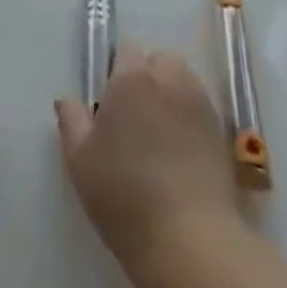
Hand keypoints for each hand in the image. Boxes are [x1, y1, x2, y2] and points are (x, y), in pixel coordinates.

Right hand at [55, 42, 243, 275]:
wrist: (189, 238)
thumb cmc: (123, 194)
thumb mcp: (80, 161)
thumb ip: (72, 121)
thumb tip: (66, 99)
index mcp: (131, 77)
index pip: (127, 49)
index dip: (117, 69)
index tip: (110, 101)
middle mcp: (168, 78)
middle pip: (159, 59)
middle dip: (148, 76)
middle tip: (135, 116)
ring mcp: (199, 102)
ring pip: (182, 80)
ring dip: (171, 93)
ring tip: (160, 132)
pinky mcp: (220, 130)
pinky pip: (200, 108)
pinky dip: (190, 117)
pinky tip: (181, 151)